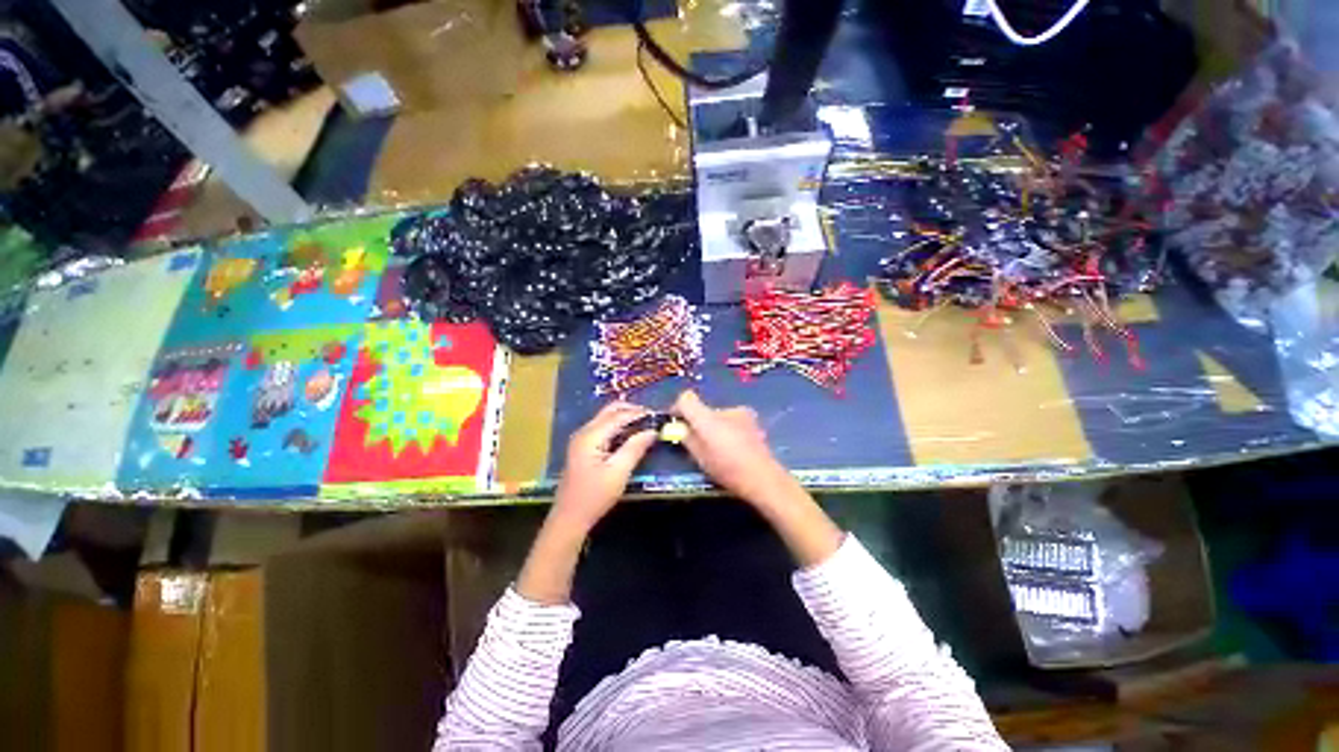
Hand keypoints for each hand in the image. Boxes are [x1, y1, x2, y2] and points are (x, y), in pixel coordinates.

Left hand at [551, 401, 657, 531]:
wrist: (569, 517)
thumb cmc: (595, 496)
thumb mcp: (618, 472)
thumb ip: (635, 448)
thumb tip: (652, 431)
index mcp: (591, 435)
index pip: (618, 415)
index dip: (639, 413)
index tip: (658, 415)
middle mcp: (584, 431)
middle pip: (610, 411)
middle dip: (631, 411)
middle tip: (652, 418)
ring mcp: (582, 438)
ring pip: (606, 417)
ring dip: (625, 417)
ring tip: (645, 425)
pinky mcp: (583, 446)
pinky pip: (603, 427)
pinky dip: (618, 426)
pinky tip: (630, 435)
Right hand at [670, 390, 794, 509]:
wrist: (763, 477)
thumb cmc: (727, 469)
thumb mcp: (699, 457)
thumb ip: (686, 438)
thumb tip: (679, 428)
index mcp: (707, 418)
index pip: (686, 398)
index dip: (678, 408)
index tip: (676, 422)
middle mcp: (723, 409)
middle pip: (703, 409)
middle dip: (698, 421)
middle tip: (698, 441)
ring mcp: (741, 413)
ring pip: (719, 415)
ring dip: (715, 426)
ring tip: (719, 447)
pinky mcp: (752, 420)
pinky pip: (732, 420)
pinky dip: (728, 429)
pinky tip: (734, 447)